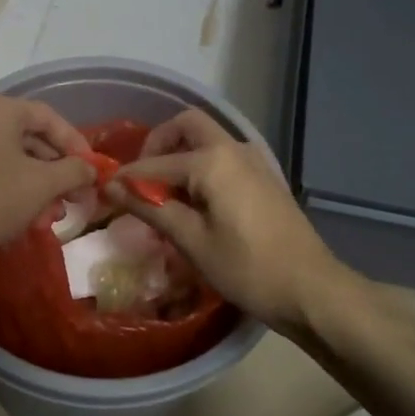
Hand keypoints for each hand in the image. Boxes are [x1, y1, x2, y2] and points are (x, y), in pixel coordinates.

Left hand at [0, 95, 94, 270]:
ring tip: (56, 215)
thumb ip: (73, 170)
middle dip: (59, 171)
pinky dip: (18, 191)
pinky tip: (32, 219)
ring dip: (41, 186)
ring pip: (16, 160)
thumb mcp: (41, 184)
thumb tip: (92, 169)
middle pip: (32, 138)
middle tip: (79, 197)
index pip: (48, 117)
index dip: (76, 143)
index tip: (93, 170)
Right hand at [108, 108, 340, 333]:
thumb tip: (112, 187)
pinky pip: (222, 157)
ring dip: (180, 154)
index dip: (126, 178)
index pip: (155, 164)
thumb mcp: (191, 241)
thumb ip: (150, 207)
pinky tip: (194, 203)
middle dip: (157, 145)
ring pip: (207, 139)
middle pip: (186, 126)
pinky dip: (200, 166)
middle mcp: (233, 149)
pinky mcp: (263, 177)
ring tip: (164, 195)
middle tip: (141, 180)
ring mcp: (253, 161)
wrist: (311, 289)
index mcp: (212, 161)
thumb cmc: (247, 268)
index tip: (104, 193)